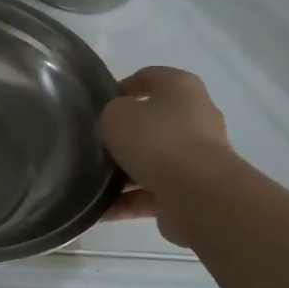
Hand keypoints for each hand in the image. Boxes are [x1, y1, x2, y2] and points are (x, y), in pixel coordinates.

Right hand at [99, 66, 233, 243]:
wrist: (197, 194)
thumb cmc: (156, 140)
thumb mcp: (116, 115)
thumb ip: (110, 113)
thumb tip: (116, 124)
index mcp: (181, 89)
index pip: (149, 77)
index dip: (122, 87)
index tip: (97, 106)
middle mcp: (195, 118)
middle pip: (153, 121)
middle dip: (124, 133)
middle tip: (94, 143)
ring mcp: (196, 157)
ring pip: (152, 160)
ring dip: (125, 171)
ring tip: (92, 180)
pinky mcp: (191, 190)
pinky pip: (152, 193)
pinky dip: (128, 201)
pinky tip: (102, 210)